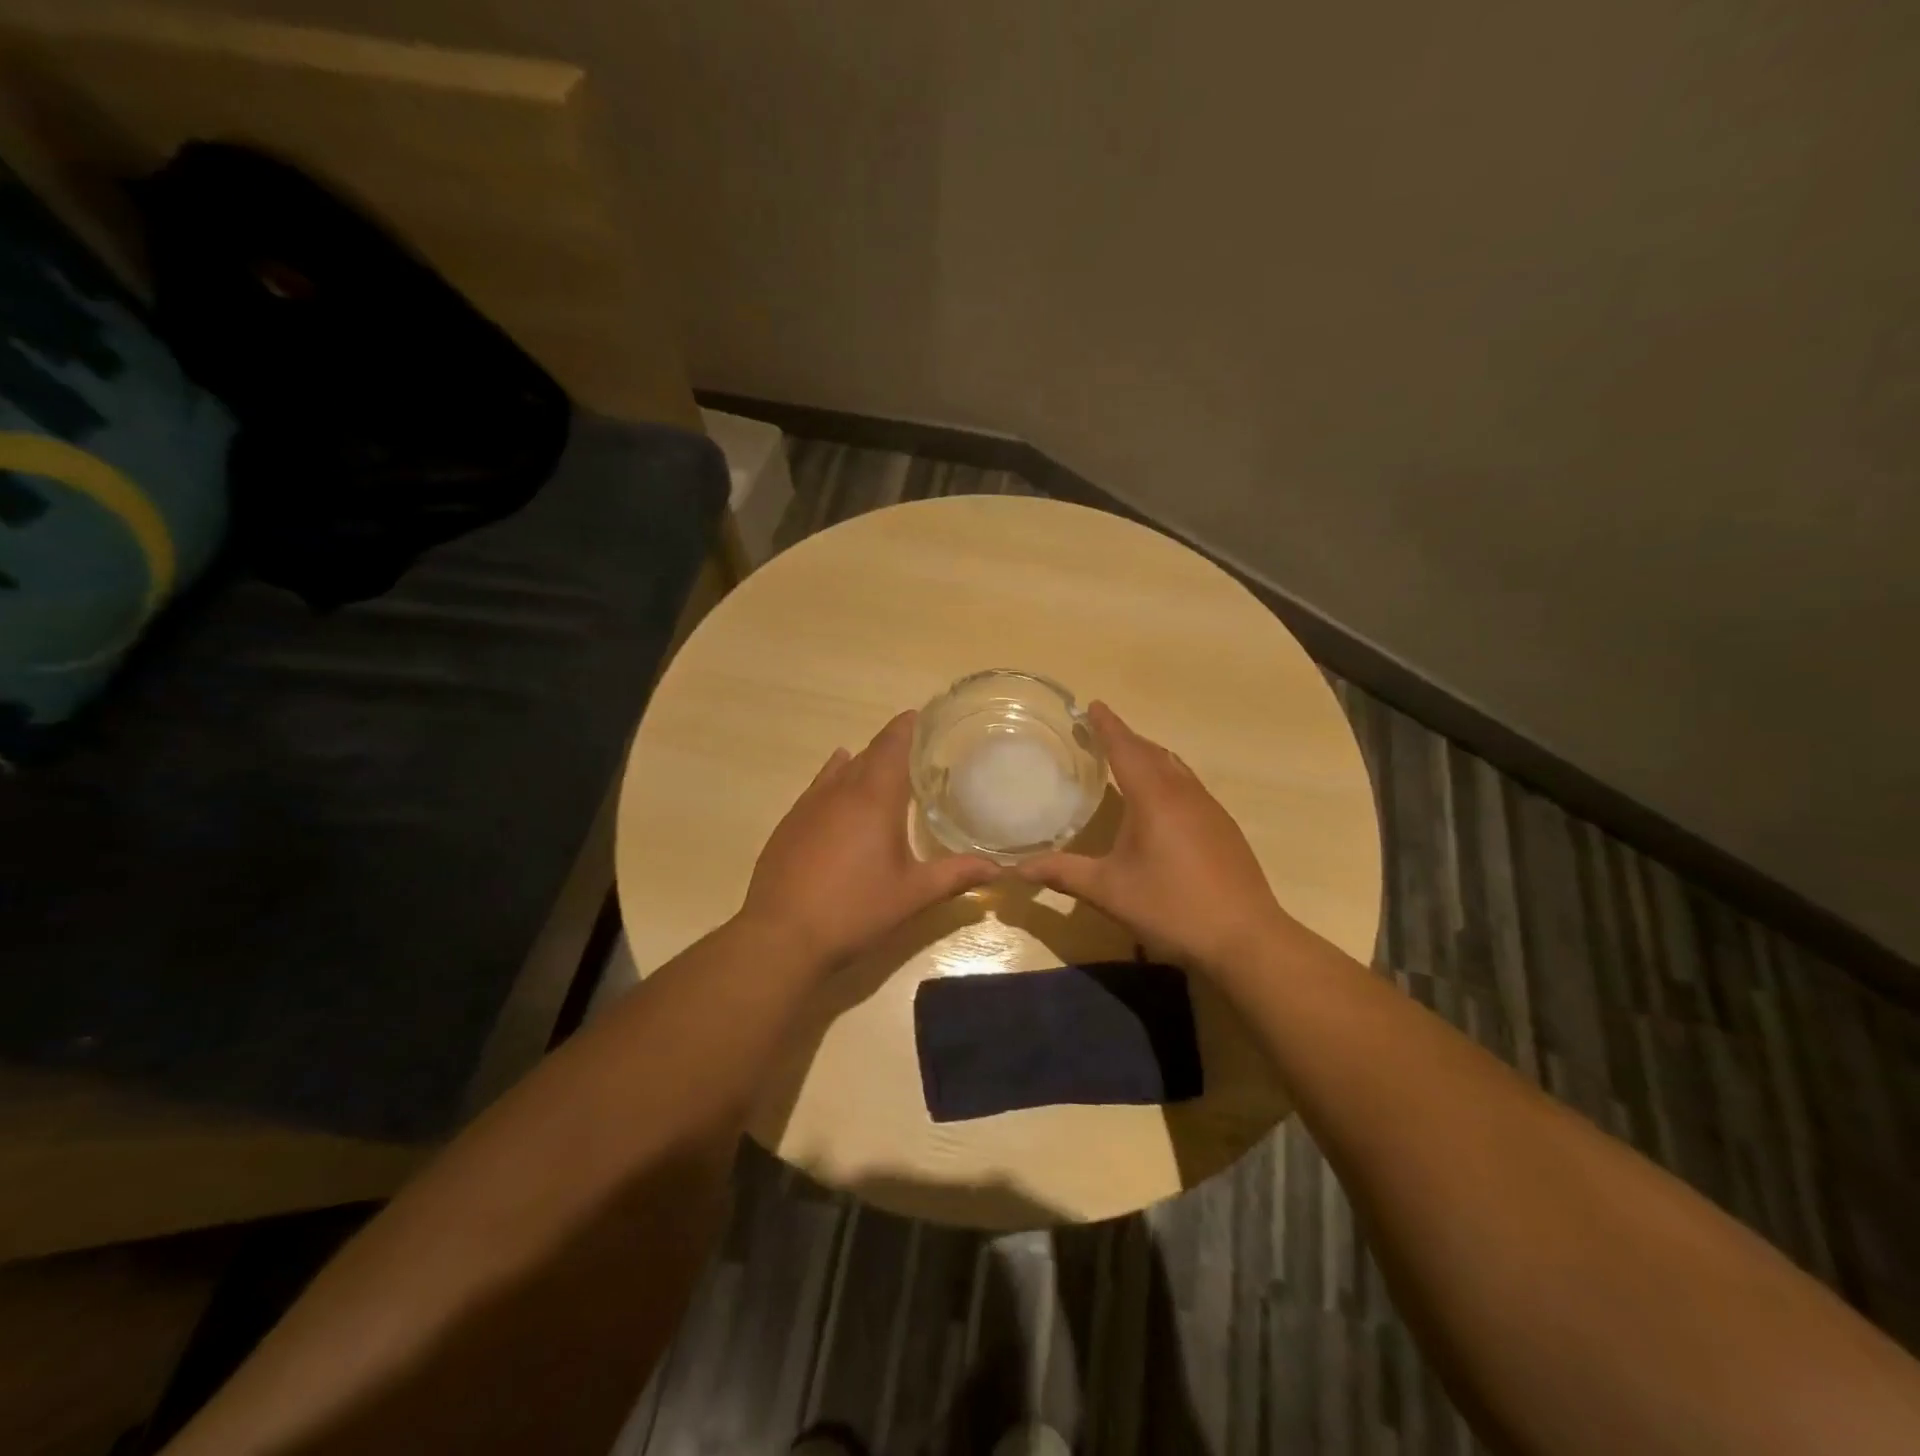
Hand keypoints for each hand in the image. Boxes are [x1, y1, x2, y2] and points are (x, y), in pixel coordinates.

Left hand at [739, 710, 998, 970]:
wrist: (782, 935)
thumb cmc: (855, 909)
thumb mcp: (913, 895)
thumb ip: (956, 875)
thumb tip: (999, 869)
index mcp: (874, 797)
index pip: (893, 745)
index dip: (908, 727)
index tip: (924, 716)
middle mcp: (840, 790)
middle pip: (869, 754)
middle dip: (892, 745)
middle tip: (917, 747)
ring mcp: (809, 805)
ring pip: (841, 769)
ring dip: (863, 761)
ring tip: (882, 763)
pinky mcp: (790, 823)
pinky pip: (819, 787)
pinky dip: (835, 777)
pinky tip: (838, 781)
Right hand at [1018, 701, 1291, 974]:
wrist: (1244, 938)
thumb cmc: (1171, 907)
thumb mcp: (1108, 891)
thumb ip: (1063, 873)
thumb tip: (1017, 869)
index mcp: (1154, 797)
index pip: (1125, 749)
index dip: (1107, 726)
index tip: (1092, 705)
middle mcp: (1184, 794)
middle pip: (1152, 753)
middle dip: (1126, 738)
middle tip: (1101, 731)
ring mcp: (1210, 810)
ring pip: (1175, 768)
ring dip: (1149, 756)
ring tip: (1127, 759)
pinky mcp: (1224, 829)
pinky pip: (1189, 786)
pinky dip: (1167, 777)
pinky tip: (1160, 801)